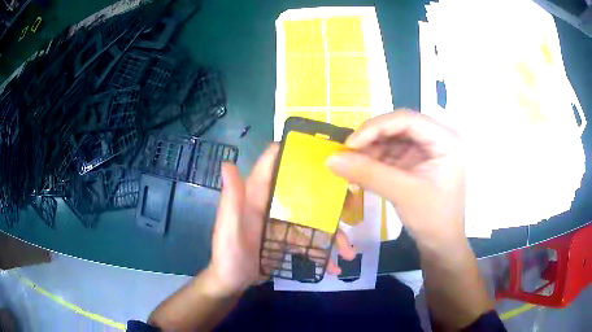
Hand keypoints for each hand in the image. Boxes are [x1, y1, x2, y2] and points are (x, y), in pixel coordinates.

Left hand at [207, 144, 355, 297]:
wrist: (232, 282)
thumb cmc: (227, 255)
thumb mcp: (228, 229)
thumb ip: (231, 199)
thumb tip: (227, 163)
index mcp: (255, 195)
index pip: (272, 164)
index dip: (293, 151)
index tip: (322, 148)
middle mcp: (271, 203)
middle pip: (303, 190)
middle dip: (329, 195)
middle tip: (352, 204)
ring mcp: (282, 222)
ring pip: (313, 218)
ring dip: (333, 232)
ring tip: (348, 252)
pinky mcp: (288, 239)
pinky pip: (311, 239)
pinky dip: (324, 251)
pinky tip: (334, 266)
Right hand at [327, 110, 465, 249]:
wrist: (441, 243)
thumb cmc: (432, 218)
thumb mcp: (402, 193)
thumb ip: (368, 173)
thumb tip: (330, 159)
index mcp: (445, 139)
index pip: (406, 120)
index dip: (375, 127)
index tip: (350, 145)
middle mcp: (437, 137)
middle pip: (398, 127)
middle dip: (371, 140)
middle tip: (347, 154)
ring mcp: (427, 149)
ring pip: (392, 139)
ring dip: (371, 150)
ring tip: (352, 165)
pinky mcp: (417, 161)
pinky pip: (392, 153)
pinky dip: (375, 160)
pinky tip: (362, 170)